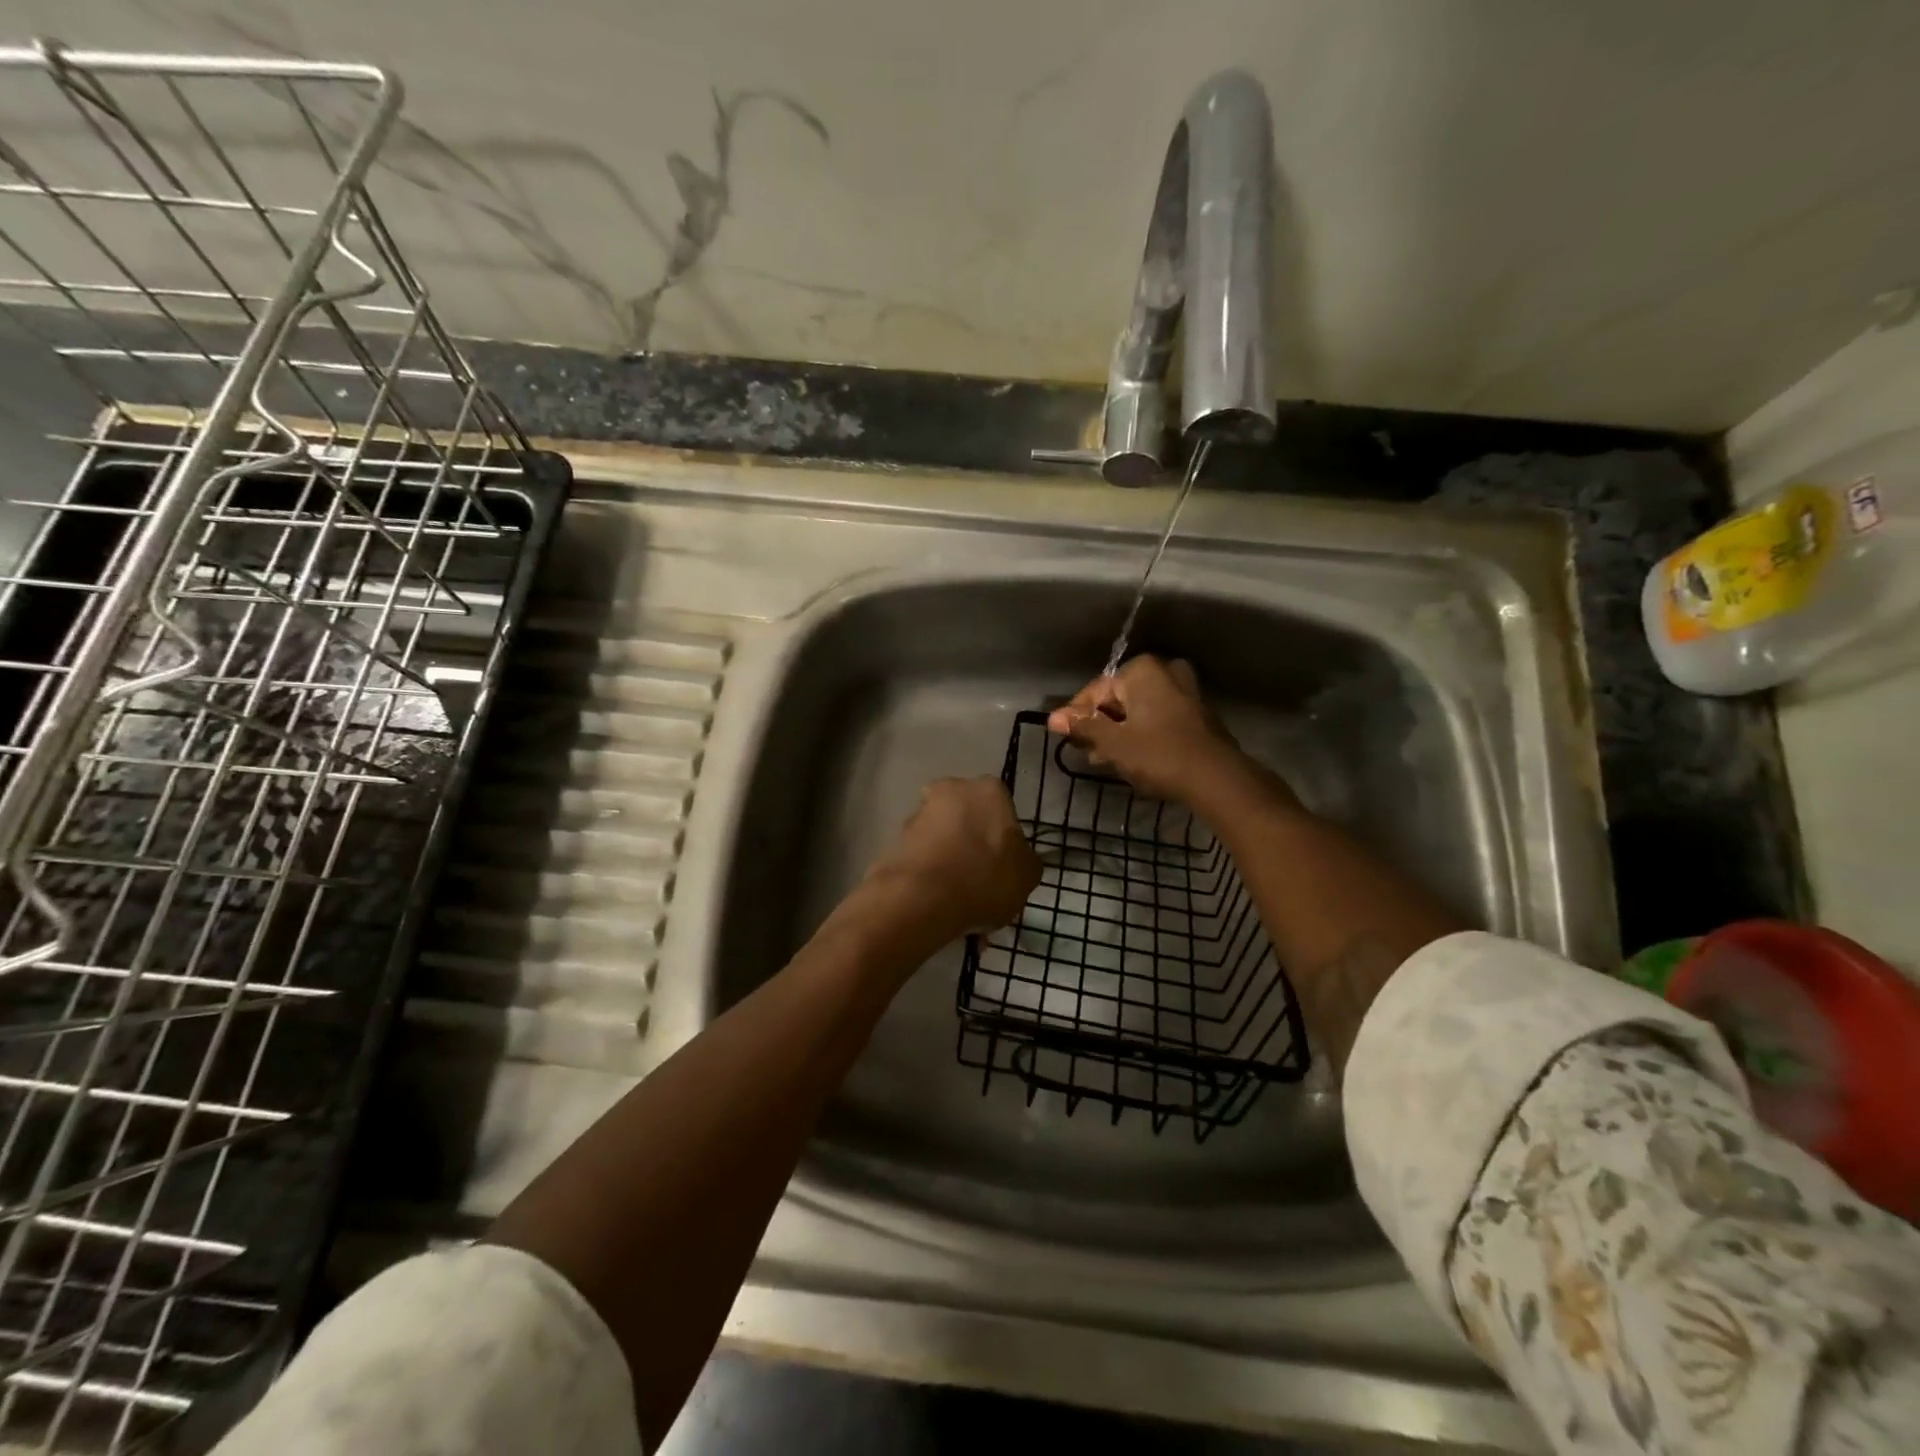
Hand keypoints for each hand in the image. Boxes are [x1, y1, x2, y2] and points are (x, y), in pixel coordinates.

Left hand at [865, 777, 1041, 938]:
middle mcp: (951, 790)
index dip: (1005, 840)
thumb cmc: (986, 877)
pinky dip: (933, 880)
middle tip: (984, 888)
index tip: (1006, 868)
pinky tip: (942, 910)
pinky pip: (925, 861)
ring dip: (953, 867)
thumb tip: (1019, 859)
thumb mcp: (1028, 874)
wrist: (923, 897)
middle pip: (969, 822)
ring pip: (945, 842)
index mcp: (989, 790)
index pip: (1003, 810)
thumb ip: (1026, 860)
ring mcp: (919, 814)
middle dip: (975, 850)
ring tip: (962, 909)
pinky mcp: (896, 840)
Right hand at [1046, 656, 1247, 805]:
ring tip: (1104, 760)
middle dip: (1100, 725)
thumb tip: (1053, 719)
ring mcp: (1185, 692)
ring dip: (1119, 732)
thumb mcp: (1113, 743)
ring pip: (1139, 710)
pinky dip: (1142, 734)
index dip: (1076, 715)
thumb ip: (1083, 727)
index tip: (1065, 738)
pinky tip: (1131, 758)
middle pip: (1119, 698)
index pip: (1096, 690)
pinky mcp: (1197, 714)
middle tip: (1085, 752)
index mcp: (1143, 670)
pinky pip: (1158, 718)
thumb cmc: (1158, 755)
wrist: (1216, 779)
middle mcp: (1166, 672)